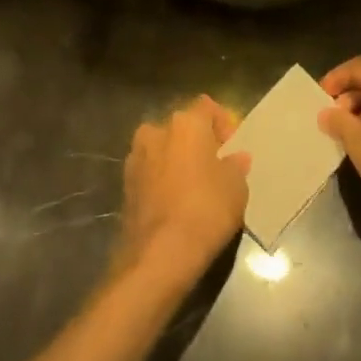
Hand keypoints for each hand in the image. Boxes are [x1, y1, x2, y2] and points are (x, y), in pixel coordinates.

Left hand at [115, 95, 249, 284]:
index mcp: (186, 123)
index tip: (232, 149)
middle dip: (197, 142)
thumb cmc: (206, 210)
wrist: (160, 253)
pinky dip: (161, 180)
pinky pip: (150, 172)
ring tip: (193, 188)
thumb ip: (236, 166)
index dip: (223, 124)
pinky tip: (174, 203)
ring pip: (162, 149)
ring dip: (176, 160)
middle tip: (214, 168)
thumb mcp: (236, 187)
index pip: (207, 106)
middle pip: (182, 127)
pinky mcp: (125, 184)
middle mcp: (156, 130)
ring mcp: (136, 157)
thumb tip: (235, 158)